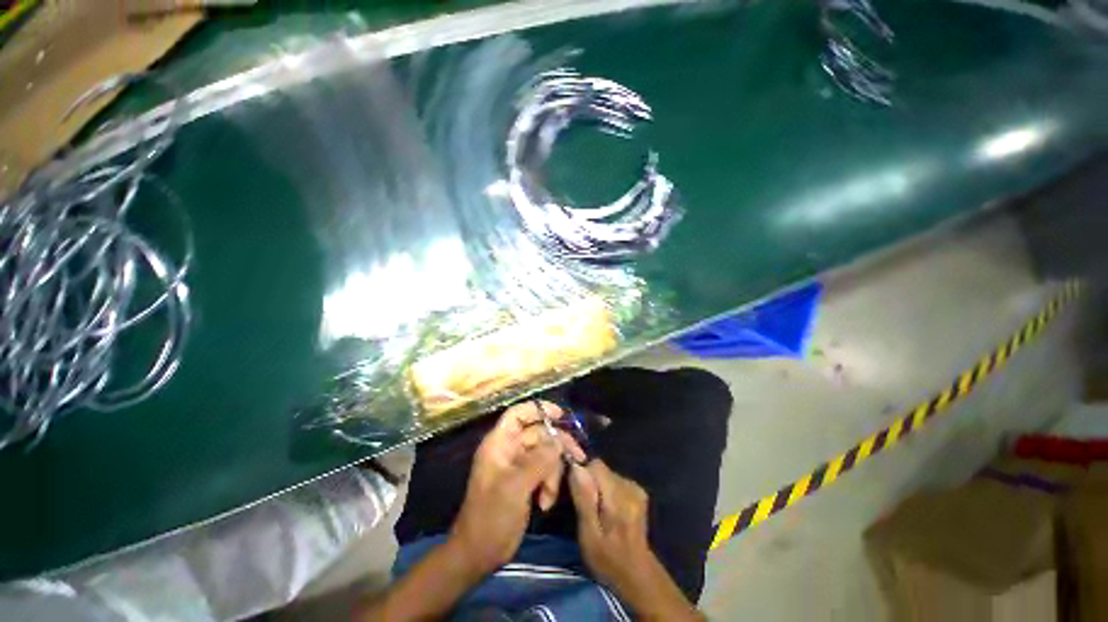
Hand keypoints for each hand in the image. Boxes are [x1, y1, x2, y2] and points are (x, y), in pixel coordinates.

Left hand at [449, 401, 584, 576]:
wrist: (479, 553)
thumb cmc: (491, 516)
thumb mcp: (516, 486)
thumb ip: (539, 460)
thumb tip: (559, 441)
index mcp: (500, 443)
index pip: (519, 413)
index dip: (539, 409)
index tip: (561, 415)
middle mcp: (509, 449)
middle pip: (539, 433)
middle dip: (557, 447)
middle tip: (578, 456)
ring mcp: (518, 465)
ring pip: (545, 454)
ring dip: (553, 472)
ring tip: (549, 496)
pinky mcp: (525, 480)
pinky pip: (545, 471)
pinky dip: (549, 484)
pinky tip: (545, 503)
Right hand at [567, 459, 653, 587]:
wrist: (637, 575)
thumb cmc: (607, 560)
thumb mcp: (589, 535)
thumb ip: (584, 499)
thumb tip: (576, 467)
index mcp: (618, 496)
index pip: (595, 465)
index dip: (582, 474)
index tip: (575, 492)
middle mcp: (629, 486)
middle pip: (601, 469)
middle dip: (590, 482)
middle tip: (585, 508)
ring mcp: (636, 488)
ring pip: (607, 474)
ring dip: (598, 487)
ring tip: (596, 511)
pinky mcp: (638, 492)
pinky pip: (615, 480)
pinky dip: (607, 490)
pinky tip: (608, 510)